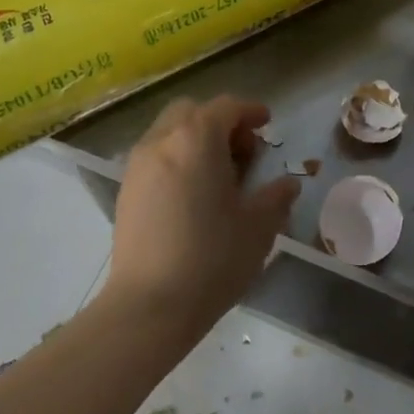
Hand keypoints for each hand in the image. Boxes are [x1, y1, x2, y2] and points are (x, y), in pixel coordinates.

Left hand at [103, 95, 299, 331]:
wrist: (149, 306)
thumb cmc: (212, 258)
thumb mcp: (258, 227)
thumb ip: (276, 197)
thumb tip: (287, 184)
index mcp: (197, 139)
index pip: (226, 107)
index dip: (250, 111)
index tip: (267, 124)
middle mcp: (161, 141)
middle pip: (192, 112)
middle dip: (219, 121)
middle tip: (242, 152)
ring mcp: (137, 166)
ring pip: (168, 132)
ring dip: (195, 140)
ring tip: (218, 175)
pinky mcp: (125, 192)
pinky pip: (154, 157)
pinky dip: (176, 159)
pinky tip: (192, 195)